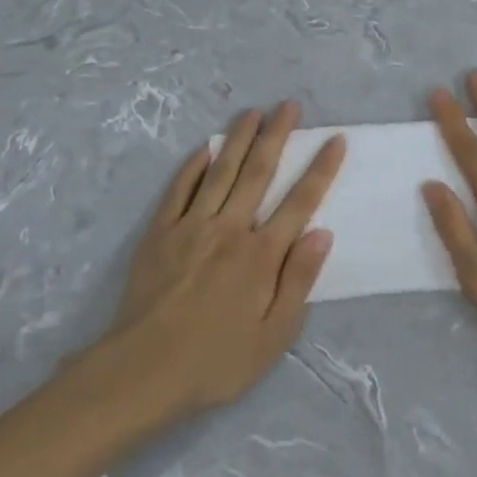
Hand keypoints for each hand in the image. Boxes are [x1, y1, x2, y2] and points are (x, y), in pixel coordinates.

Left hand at [111, 102, 345, 411]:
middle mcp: (229, 229)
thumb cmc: (216, 361)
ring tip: (253, 111)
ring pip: (220, 171)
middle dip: (277, 135)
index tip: (334, 139)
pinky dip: (193, 166)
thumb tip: (322, 232)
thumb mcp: (272, 336)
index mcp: (261, 255)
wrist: (142, 372)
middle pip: (258, 172)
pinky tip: (204, 148)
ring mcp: (191, 226)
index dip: (320, 169)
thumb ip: (299, 280)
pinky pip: (179, 189)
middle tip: (289, 105)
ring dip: (238, 138)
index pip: (299, 202)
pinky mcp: (160, 232)